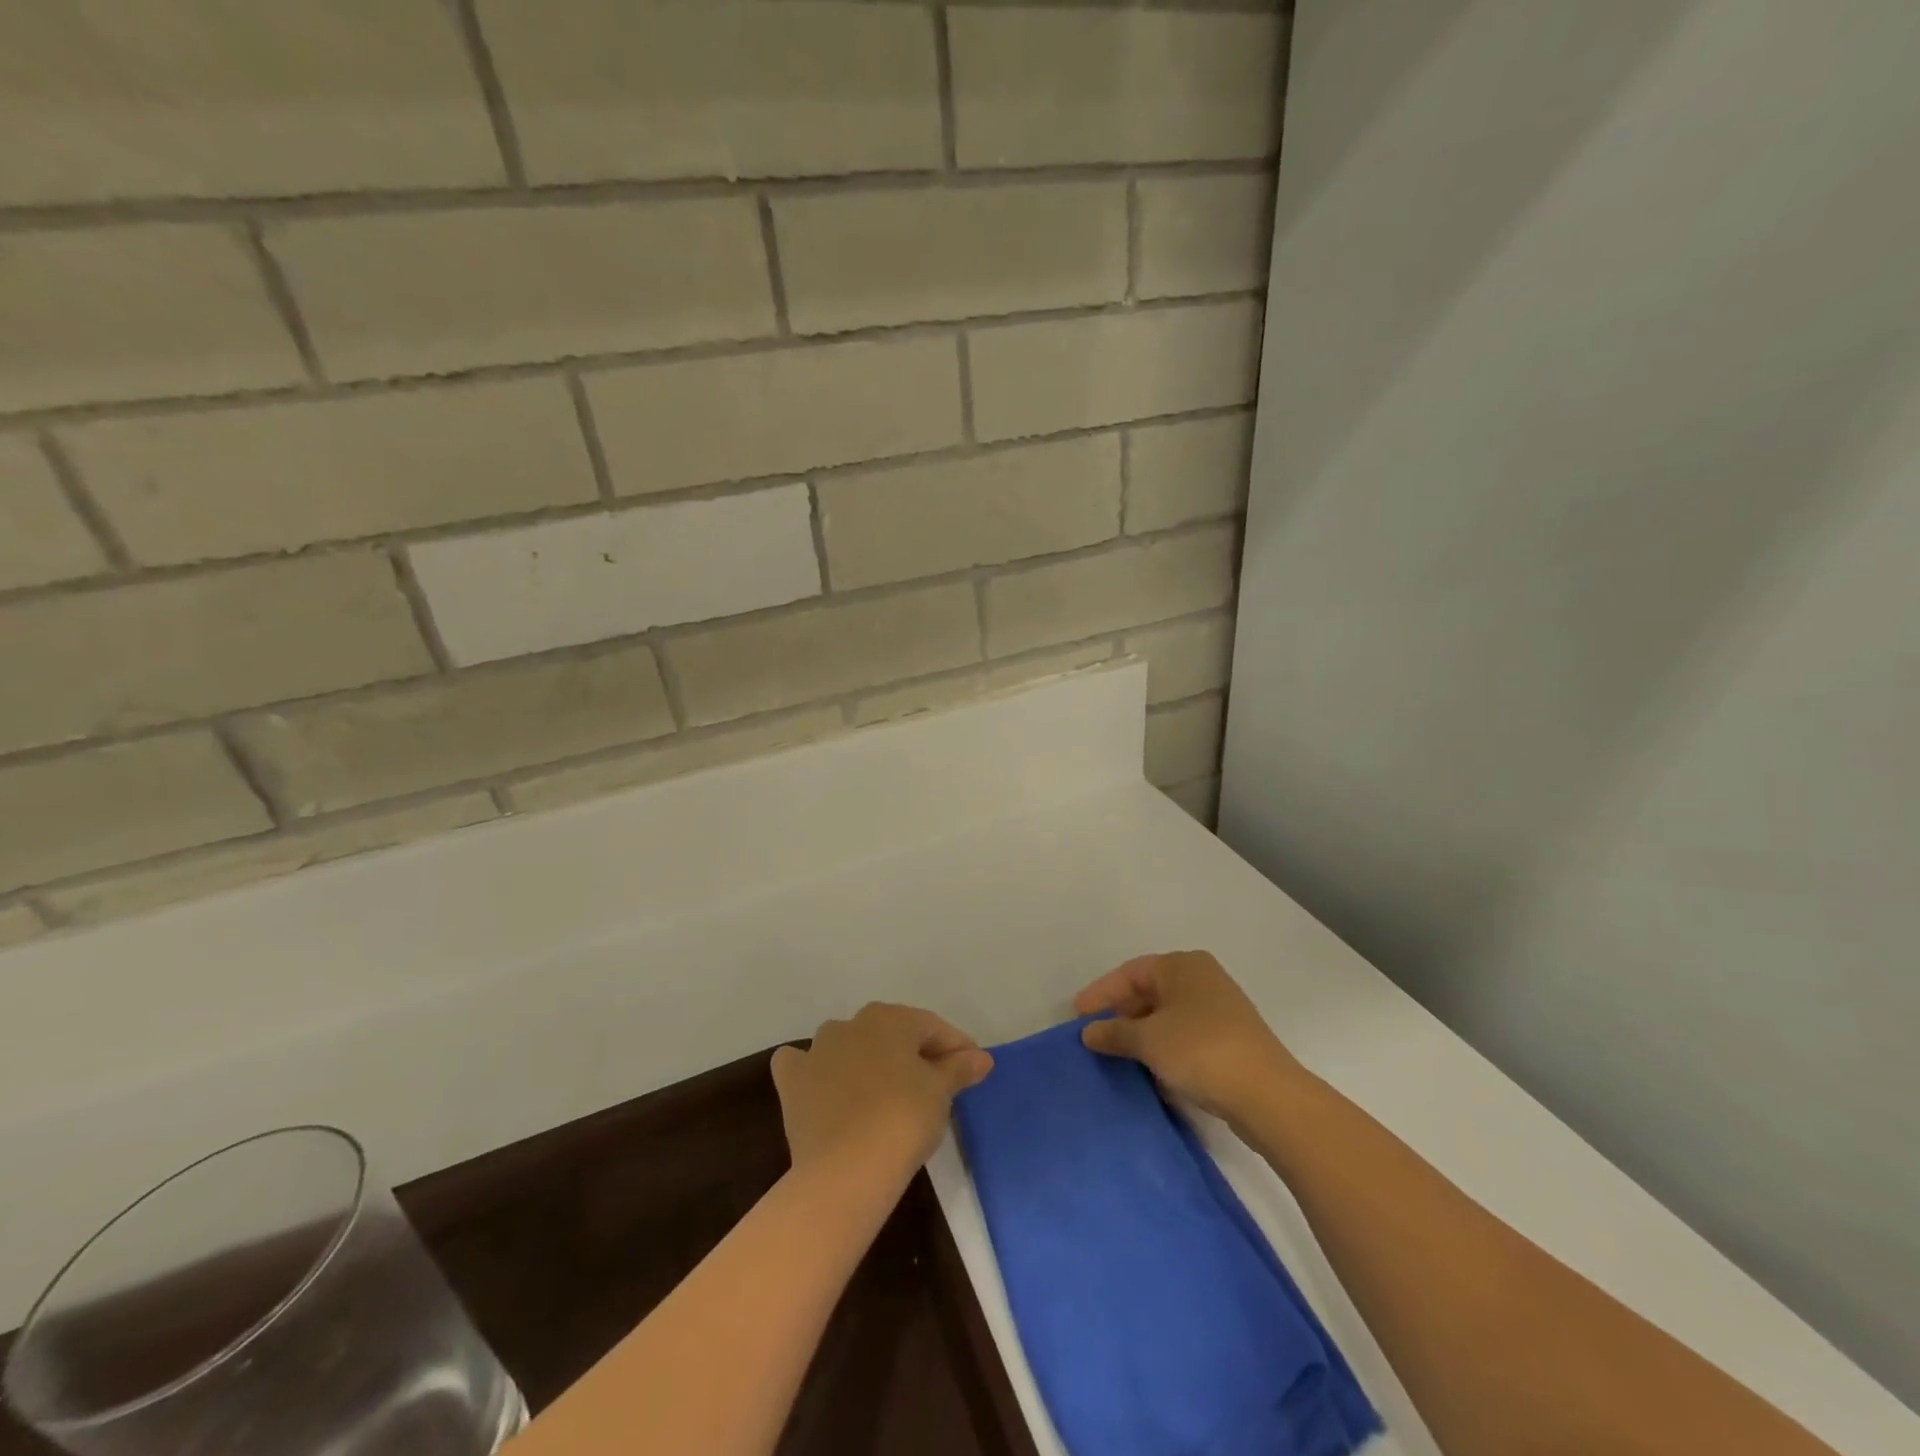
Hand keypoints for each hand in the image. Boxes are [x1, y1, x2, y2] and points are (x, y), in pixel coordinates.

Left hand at [771, 1003, 992, 1182]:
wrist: (846, 1170)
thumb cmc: (903, 1120)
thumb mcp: (941, 1092)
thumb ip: (959, 1068)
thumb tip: (981, 1057)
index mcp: (890, 1018)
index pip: (931, 1027)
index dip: (955, 1047)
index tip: (972, 1069)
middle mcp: (851, 1023)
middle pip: (891, 1033)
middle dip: (914, 1053)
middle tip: (936, 1083)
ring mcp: (817, 1050)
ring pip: (848, 1045)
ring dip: (867, 1060)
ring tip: (886, 1091)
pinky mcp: (793, 1081)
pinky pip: (803, 1066)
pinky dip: (814, 1071)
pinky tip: (824, 1086)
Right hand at [1075, 951, 1301, 1120]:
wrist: (1268, 1095)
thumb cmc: (1200, 1051)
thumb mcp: (1148, 1040)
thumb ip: (1114, 1032)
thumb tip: (1089, 1032)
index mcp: (1182, 965)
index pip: (1130, 973)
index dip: (1100, 993)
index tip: (1077, 1016)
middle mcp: (1202, 978)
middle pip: (1149, 991)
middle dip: (1121, 1013)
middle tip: (1095, 1035)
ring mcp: (1220, 1008)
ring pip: (1168, 1015)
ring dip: (1142, 1033)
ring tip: (1117, 1054)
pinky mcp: (1231, 1038)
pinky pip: (1185, 1035)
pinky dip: (1165, 1047)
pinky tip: (1151, 1069)